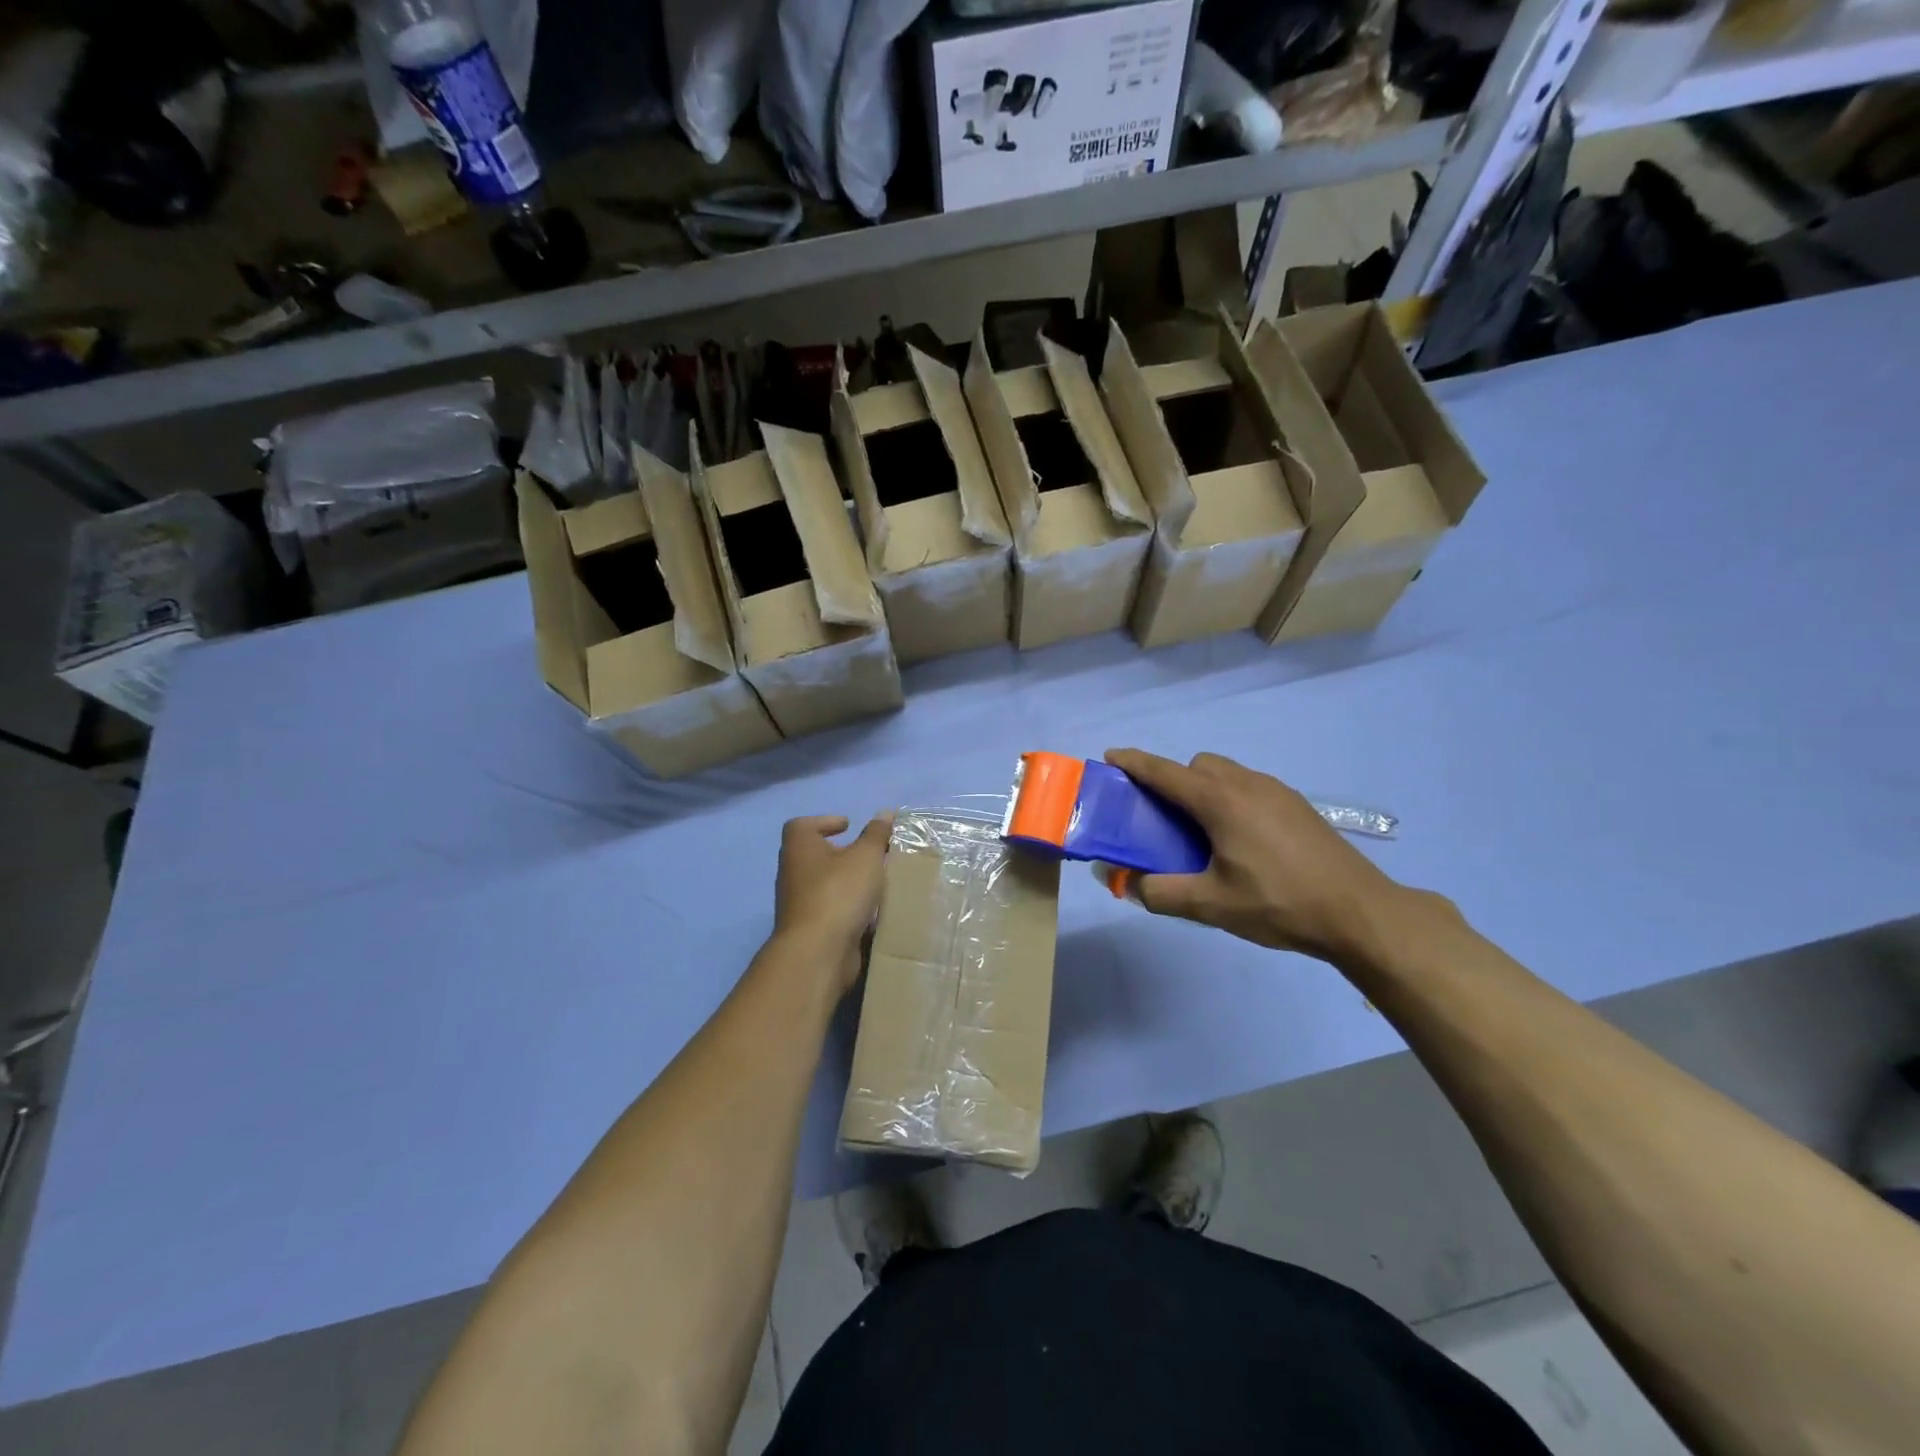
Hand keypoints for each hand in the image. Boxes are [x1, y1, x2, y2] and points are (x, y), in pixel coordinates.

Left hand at [773, 814, 893, 991]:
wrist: (818, 951)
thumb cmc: (839, 892)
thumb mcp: (866, 856)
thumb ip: (876, 834)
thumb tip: (885, 813)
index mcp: (799, 847)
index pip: (802, 825)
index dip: (825, 822)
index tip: (848, 826)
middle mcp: (792, 871)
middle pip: (814, 854)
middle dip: (841, 852)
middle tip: (868, 854)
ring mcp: (798, 902)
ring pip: (823, 883)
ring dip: (846, 881)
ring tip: (875, 881)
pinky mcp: (809, 928)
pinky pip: (830, 908)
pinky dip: (847, 905)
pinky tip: (870, 909)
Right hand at [1104, 749, 1402, 964]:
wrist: (1359, 912)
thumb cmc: (1278, 903)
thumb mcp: (1211, 904)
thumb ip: (1160, 892)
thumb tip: (1127, 883)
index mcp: (1221, 801)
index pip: (1165, 772)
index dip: (1134, 762)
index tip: (1110, 757)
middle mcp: (1247, 784)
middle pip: (1197, 766)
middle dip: (1173, 780)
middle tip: (1162, 818)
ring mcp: (1277, 791)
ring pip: (1227, 773)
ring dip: (1204, 788)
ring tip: (1202, 832)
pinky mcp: (1297, 805)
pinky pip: (1249, 786)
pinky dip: (1230, 798)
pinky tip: (1241, 841)